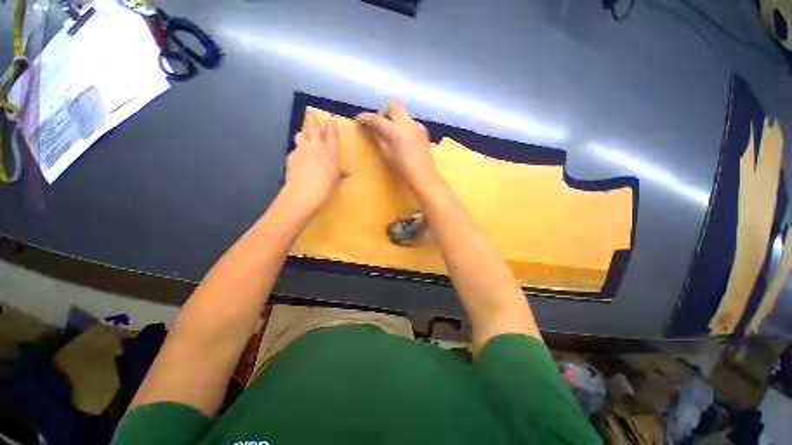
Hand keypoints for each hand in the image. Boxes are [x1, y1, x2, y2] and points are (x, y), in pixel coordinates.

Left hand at [284, 111, 340, 213]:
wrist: (305, 190)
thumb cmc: (326, 186)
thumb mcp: (336, 179)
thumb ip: (340, 173)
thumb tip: (347, 174)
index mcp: (330, 152)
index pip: (331, 135)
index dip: (330, 126)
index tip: (329, 119)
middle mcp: (316, 147)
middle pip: (313, 128)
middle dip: (312, 118)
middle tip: (310, 112)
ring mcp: (302, 150)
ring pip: (300, 135)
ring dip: (303, 135)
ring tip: (303, 138)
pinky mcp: (292, 156)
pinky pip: (294, 149)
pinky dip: (297, 152)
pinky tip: (298, 160)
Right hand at [357, 100, 439, 190]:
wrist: (424, 177)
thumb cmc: (403, 170)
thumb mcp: (387, 155)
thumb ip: (379, 138)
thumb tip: (372, 128)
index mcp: (396, 132)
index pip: (378, 118)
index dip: (367, 117)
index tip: (360, 118)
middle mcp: (408, 124)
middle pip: (393, 104)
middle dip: (383, 111)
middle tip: (380, 124)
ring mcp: (417, 125)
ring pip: (402, 112)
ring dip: (394, 118)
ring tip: (390, 133)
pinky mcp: (423, 130)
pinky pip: (409, 121)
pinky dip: (402, 125)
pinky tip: (402, 138)